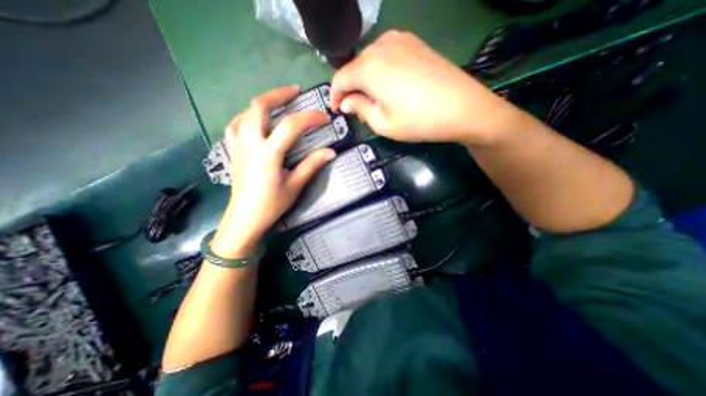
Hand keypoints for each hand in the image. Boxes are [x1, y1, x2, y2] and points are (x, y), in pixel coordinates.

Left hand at [209, 84, 334, 257]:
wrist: (244, 219)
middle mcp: (250, 143)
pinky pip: (235, 125)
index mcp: (268, 153)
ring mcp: (238, 145)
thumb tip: (331, 152)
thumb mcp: (295, 186)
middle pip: (259, 106)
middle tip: (294, 91)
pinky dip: (247, 116)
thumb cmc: (271, 205)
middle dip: (278, 94)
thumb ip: (312, 165)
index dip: (310, 118)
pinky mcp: (233, 151)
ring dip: (262, 103)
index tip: (325, 118)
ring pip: (245, 112)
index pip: (291, 126)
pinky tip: (256, 121)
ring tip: (277, 103)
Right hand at [328, 29, 519, 145]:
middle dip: (350, 88)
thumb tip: (346, 102)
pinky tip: (388, 85)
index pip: (340, 78)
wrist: (462, 107)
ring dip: (364, 79)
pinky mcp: (414, 42)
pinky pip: (386, 54)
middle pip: (354, 67)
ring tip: (372, 98)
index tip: (337, 110)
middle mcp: (381, 46)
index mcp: (369, 67)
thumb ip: (360, 109)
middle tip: (355, 108)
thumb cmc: (419, 121)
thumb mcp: (383, 124)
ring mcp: (400, 40)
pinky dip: (380, 70)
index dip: (334, 96)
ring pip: (370, 60)